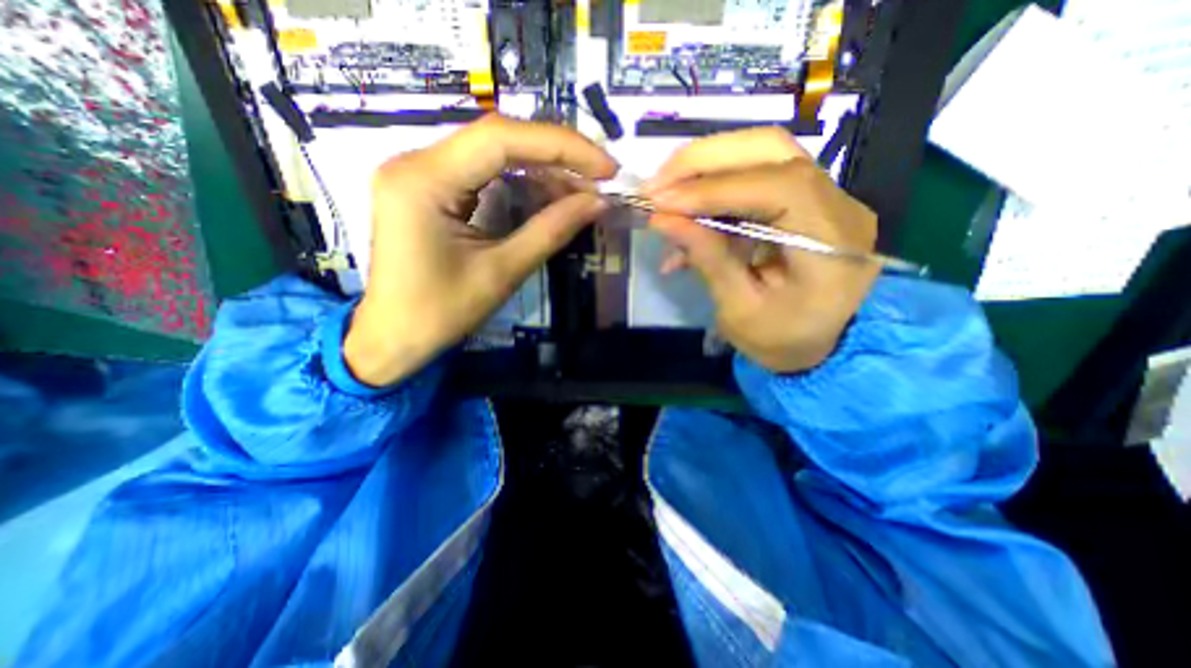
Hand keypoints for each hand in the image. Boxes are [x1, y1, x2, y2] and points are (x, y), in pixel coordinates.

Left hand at [346, 115, 617, 384]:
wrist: (394, 338)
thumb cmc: (441, 314)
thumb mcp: (502, 273)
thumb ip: (551, 231)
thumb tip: (598, 202)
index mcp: (424, 180)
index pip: (501, 138)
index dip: (562, 146)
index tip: (606, 167)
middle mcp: (416, 162)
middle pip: (498, 138)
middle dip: (557, 154)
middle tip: (600, 176)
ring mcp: (420, 172)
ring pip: (493, 152)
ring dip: (542, 169)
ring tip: (582, 190)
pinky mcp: (429, 188)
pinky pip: (483, 172)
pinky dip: (521, 181)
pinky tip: (550, 195)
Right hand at [647, 129, 876, 372]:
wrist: (825, 347)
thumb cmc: (784, 340)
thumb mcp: (740, 310)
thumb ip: (707, 259)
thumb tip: (662, 219)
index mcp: (831, 243)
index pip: (775, 187)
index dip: (712, 189)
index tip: (661, 202)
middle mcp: (837, 205)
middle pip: (771, 149)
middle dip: (705, 160)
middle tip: (657, 183)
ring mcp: (825, 197)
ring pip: (763, 154)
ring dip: (707, 167)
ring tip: (666, 191)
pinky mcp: (805, 201)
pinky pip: (756, 178)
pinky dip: (715, 189)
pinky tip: (688, 215)